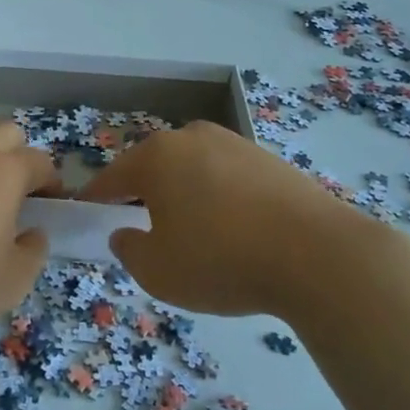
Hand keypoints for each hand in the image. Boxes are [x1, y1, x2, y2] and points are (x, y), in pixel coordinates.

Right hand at [79, 120, 403, 317]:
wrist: (321, 255)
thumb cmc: (222, 260)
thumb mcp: (158, 271)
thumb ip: (128, 250)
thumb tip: (125, 232)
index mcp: (156, 156)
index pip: (111, 178)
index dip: (96, 200)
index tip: (88, 217)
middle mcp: (191, 137)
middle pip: (153, 168)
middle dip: (144, 196)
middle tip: (147, 232)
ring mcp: (234, 143)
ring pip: (192, 170)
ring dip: (184, 196)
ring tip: (196, 235)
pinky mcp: (269, 158)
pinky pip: (227, 177)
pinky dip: (220, 198)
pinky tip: (235, 230)